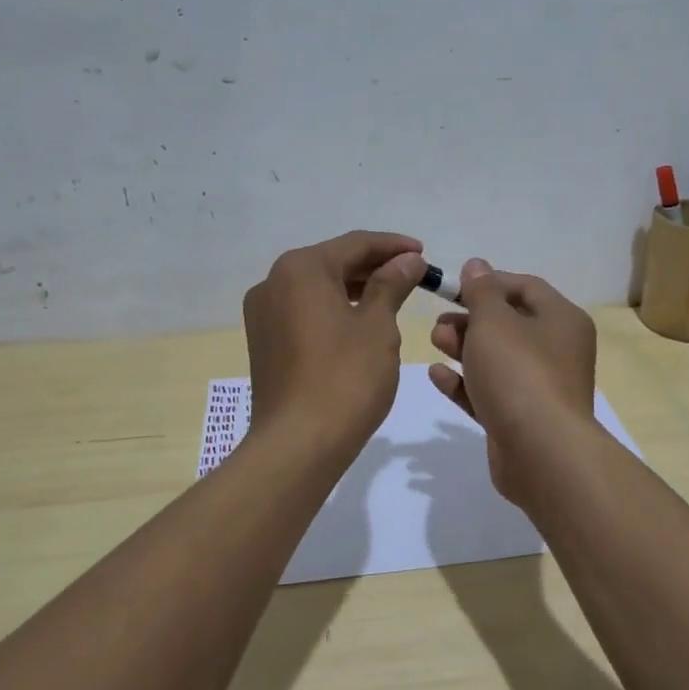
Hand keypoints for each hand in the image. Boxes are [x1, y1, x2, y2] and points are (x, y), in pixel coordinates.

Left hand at [243, 230, 427, 459]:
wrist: (297, 445)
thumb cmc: (345, 378)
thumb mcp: (378, 326)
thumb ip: (392, 284)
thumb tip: (408, 259)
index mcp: (300, 269)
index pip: (355, 244)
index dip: (394, 246)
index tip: (425, 254)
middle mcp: (273, 282)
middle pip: (333, 262)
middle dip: (375, 266)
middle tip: (414, 275)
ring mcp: (264, 313)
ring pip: (318, 288)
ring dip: (355, 288)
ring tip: (394, 295)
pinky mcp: (264, 341)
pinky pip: (305, 311)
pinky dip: (335, 309)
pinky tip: (361, 320)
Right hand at [427, 258, 596, 502]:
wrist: (541, 452)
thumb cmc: (519, 372)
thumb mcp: (494, 321)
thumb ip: (481, 291)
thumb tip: (477, 265)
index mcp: (562, 320)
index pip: (526, 287)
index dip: (489, 282)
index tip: (455, 287)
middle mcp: (557, 351)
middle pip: (510, 324)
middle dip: (471, 319)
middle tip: (440, 321)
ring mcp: (540, 388)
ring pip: (497, 359)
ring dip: (464, 347)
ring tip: (435, 341)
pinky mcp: (520, 420)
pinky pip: (490, 392)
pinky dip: (465, 382)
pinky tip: (437, 374)